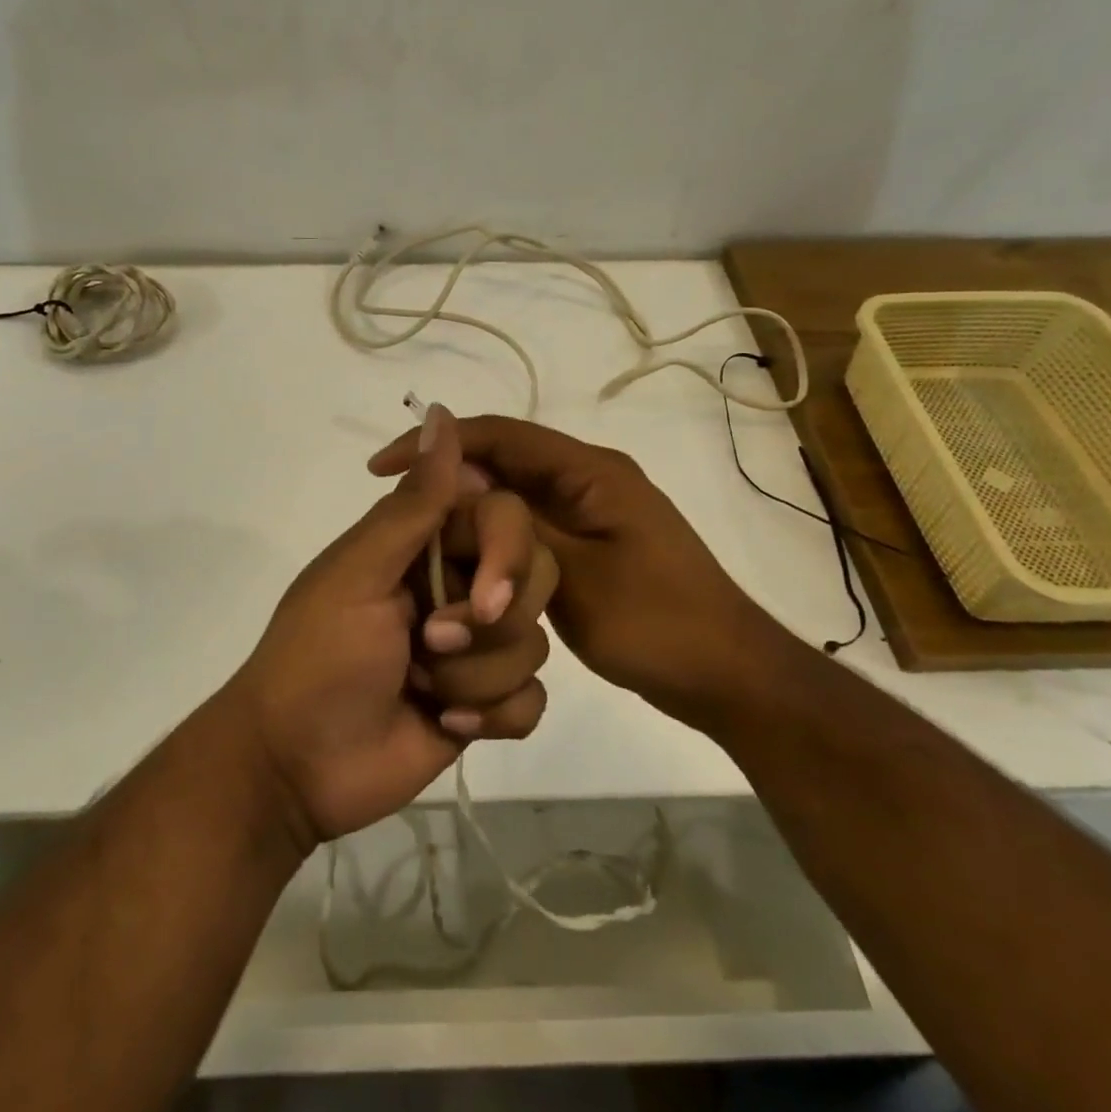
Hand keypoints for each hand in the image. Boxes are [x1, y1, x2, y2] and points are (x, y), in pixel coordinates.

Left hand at [227, 405, 558, 847]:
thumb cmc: (319, 657)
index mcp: (425, 544)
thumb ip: (414, 503)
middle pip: (534, 579)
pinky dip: (494, 716)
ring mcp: (475, 646)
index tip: (480, 596)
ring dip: (475, 677)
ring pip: (534, 644)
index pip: (505, 517)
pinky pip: (532, 700)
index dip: (507, 554)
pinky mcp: (486, 704)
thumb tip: (442, 413)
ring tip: (424, 690)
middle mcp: (457, 585)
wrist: (298, 765)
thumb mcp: (360, 573)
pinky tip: (444, 725)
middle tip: (430, 645)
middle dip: (490, 625)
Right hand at [369, 415, 791, 720]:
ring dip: (467, 510)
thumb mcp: (575, 577)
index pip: (501, 435)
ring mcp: (588, 513)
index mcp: (590, 472)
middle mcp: (587, 480)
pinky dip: (491, 538)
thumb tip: (455, 482)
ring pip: (511, 497)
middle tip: (395, 508)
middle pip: (503, 462)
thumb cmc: (657, 623)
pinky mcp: (586, 546)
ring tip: (419, 535)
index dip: (439, 441)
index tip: (384, 466)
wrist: (726, 675)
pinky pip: (526, 529)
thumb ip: (513, 529)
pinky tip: (463, 561)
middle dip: (448, 478)